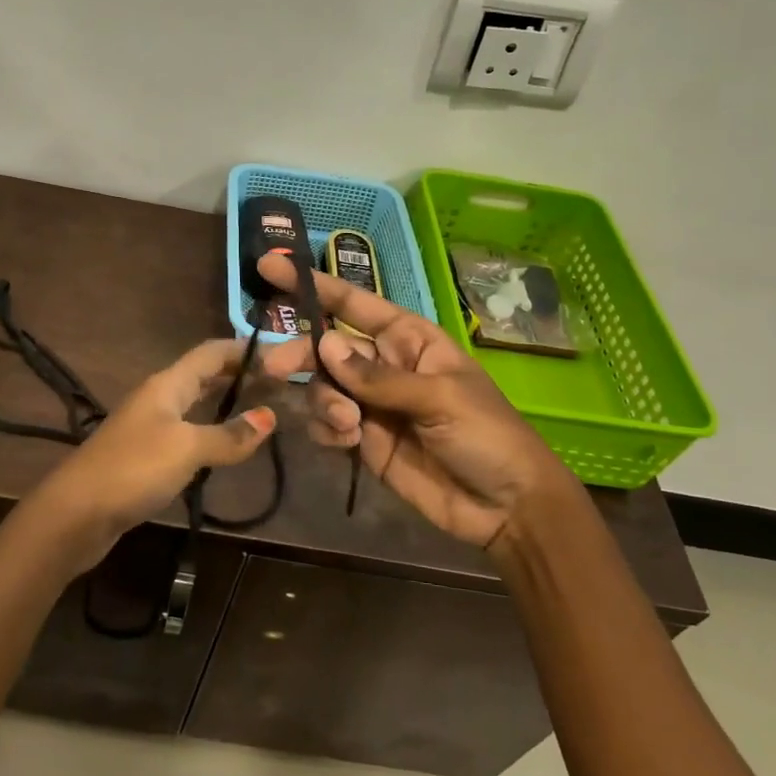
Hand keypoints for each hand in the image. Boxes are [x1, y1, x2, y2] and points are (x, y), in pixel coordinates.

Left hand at [31, 339, 277, 571]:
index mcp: (167, 384)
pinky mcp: (144, 457)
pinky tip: (225, 447)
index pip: (211, 353)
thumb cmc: (134, 469)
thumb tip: (269, 417)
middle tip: (278, 384)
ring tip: (260, 411)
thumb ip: (229, 435)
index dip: (243, 349)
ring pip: (194, 405)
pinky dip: (209, 432)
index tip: (279, 353)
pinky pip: (185, 433)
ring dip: (224, 404)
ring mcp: (148, 427)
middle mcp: (157, 398)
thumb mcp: (187, 448)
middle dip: (238, 375)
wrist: (76, 513)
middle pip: (202, 376)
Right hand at [255, 254, 578, 547]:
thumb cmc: (486, 436)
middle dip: (301, 354)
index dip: (313, 285)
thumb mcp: (439, 398)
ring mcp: (371, 403)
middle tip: (274, 368)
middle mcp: (384, 364)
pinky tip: (346, 443)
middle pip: (327, 347)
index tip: (270, 267)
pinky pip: (327, 423)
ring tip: (348, 426)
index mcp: (409, 339)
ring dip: (324, 401)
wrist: (505, 508)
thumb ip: (378, 377)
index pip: (354, 303)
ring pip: (323, 386)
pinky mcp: (363, 439)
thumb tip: (325, 344)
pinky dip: (326, 429)